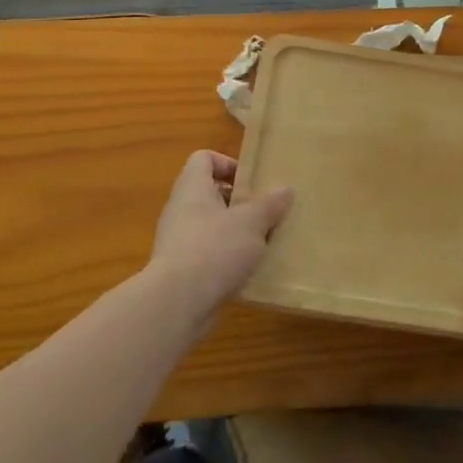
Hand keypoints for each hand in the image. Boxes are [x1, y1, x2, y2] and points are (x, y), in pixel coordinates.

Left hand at [148, 151, 293, 322]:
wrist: (176, 304)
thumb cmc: (215, 249)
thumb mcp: (252, 222)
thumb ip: (269, 204)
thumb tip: (286, 189)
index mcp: (193, 187)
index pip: (204, 158)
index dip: (228, 164)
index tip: (251, 182)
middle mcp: (180, 209)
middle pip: (210, 193)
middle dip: (239, 203)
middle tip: (264, 214)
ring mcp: (177, 241)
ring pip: (210, 226)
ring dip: (235, 233)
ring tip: (262, 244)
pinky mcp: (180, 270)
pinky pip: (207, 254)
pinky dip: (225, 259)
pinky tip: (246, 272)